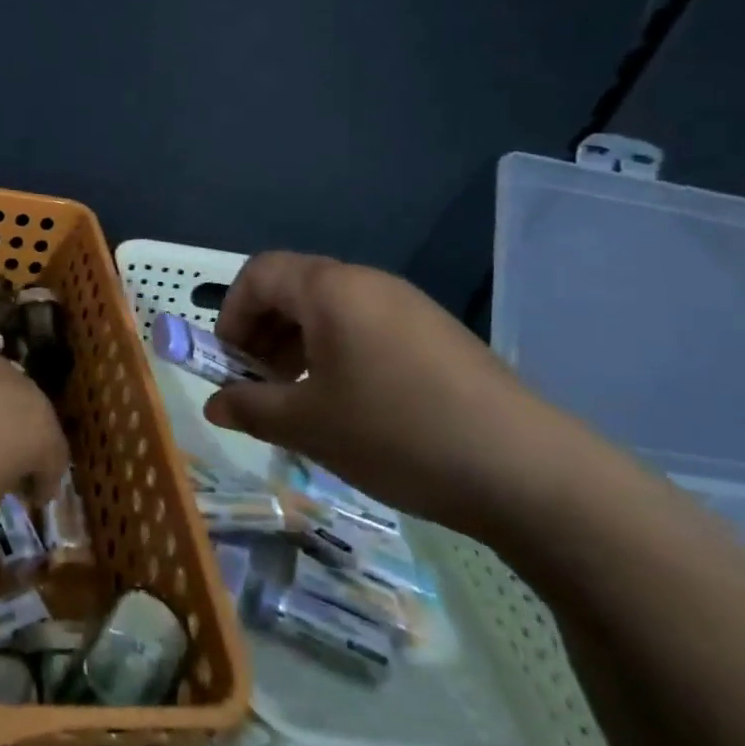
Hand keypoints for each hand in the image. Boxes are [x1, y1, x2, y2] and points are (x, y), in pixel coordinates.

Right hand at [204, 253, 580, 536]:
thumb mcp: (309, 425)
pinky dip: (337, 354)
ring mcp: (408, 307)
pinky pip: (366, 328)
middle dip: (262, 332)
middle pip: (293, 288)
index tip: (228, 364)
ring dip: (297, 346)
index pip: (259, 273)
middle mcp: (368, 283)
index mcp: (332, 289)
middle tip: (260, 385)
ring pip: (330, 310)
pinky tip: (348, 406)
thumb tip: (214, 404)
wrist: (529, 472)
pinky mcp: (437, 335)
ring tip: (300, 400)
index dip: (231, 313)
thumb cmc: (397, 433)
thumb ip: (251, 408)